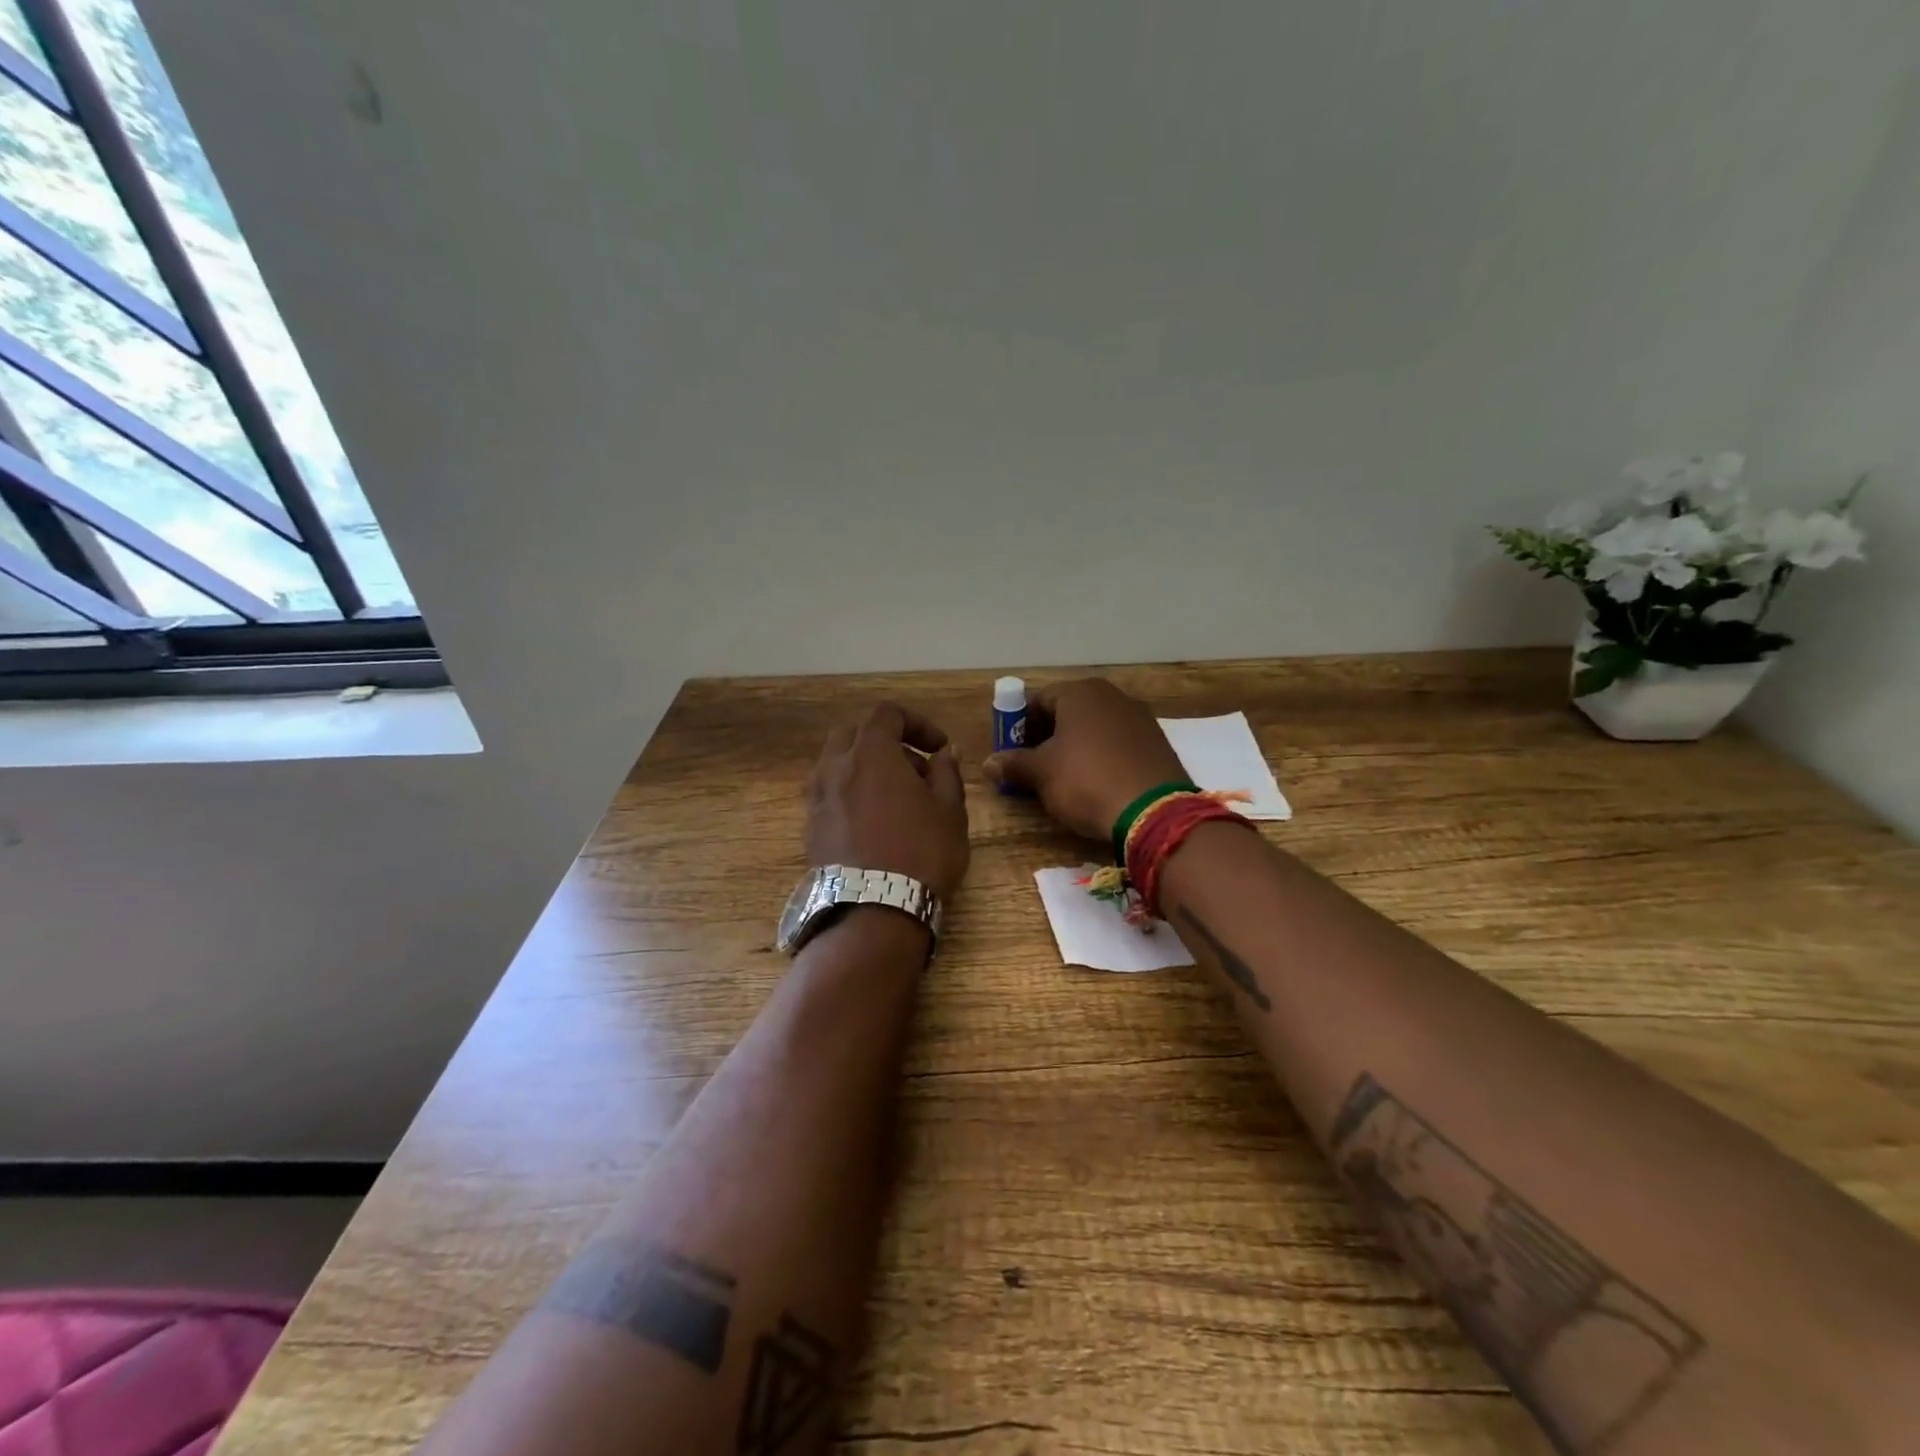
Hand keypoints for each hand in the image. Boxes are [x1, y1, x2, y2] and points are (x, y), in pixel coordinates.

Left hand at [807, 703, 969, 900]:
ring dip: (865, 769)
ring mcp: (817, 799)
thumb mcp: (950, 810)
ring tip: (894, 799)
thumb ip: (947, 772)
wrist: (874, 911)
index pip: (887, 714)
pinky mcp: (810, 828)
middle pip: (854, 734)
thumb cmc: (921, 852)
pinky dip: (850, 794)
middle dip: (886, 742)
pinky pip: (829, 795)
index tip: (939, 747)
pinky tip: (873, 823)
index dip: (917, 723)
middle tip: (915, 770)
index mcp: (871, 753)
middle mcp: (836, 767)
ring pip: (837, 764)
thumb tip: (944, 753)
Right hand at [982, 678, 1187, 841]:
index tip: (1011, 753)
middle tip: (1034, 767)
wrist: (1153, 812)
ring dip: (1075, 747)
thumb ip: (1013, 764)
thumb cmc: (1086, 781)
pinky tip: (1097, 782)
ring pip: (1094, 728)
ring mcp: (1139, 717)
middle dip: (1047, 736)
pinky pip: (1118, 743)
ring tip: (1064, 778)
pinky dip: (1102, 757)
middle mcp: (1111, 696)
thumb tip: (988, 764)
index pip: (1038, 700)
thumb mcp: (1042, 774)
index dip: (1019, 726)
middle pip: (1068, 712)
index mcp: (1080, 693)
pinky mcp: (1157, 743)